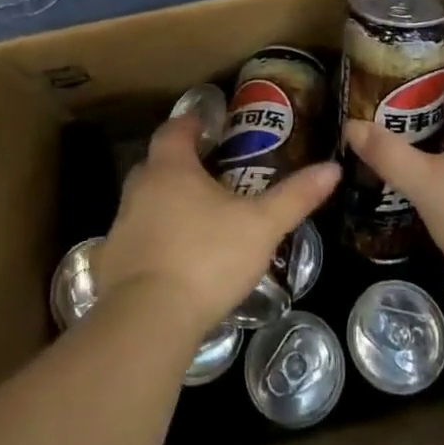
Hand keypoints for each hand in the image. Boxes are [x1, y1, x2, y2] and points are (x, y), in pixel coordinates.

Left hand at [96, 114, 338, 342]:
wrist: (148, 320)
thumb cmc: (207, 258)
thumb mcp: (261, 226)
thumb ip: (295, 196)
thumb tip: (333, 167)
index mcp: (171, 169)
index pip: (174, 130)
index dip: (190, 123)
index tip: (207, 126)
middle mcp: (139, 189)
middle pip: (156, 164)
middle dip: (178, 164)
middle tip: (208, 173)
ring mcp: (120, 227)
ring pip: (143, 202)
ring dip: (163, 203)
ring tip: (194, 218)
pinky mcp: (110, 264)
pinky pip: (132, 241)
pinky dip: (150, 242)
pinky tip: (170, 261)